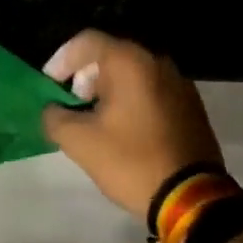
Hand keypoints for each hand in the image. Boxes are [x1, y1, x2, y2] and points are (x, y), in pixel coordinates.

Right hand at [40, 31, 222, 220]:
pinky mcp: (191, 105)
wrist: (194, 200)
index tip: (49, 86)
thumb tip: (51, 109)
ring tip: (98, 121)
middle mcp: (156, 61)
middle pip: (110, 55)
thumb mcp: (81, 142)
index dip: (61, 60)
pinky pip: (152, 90)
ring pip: (133, 73)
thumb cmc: (133, 162)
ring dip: (109, 90)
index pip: (86, 42)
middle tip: (73, 105)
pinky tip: (126, 130)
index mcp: (129, 60)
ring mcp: (178, 82)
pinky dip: (133, 100)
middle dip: (85, 77)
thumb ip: (54, 117)